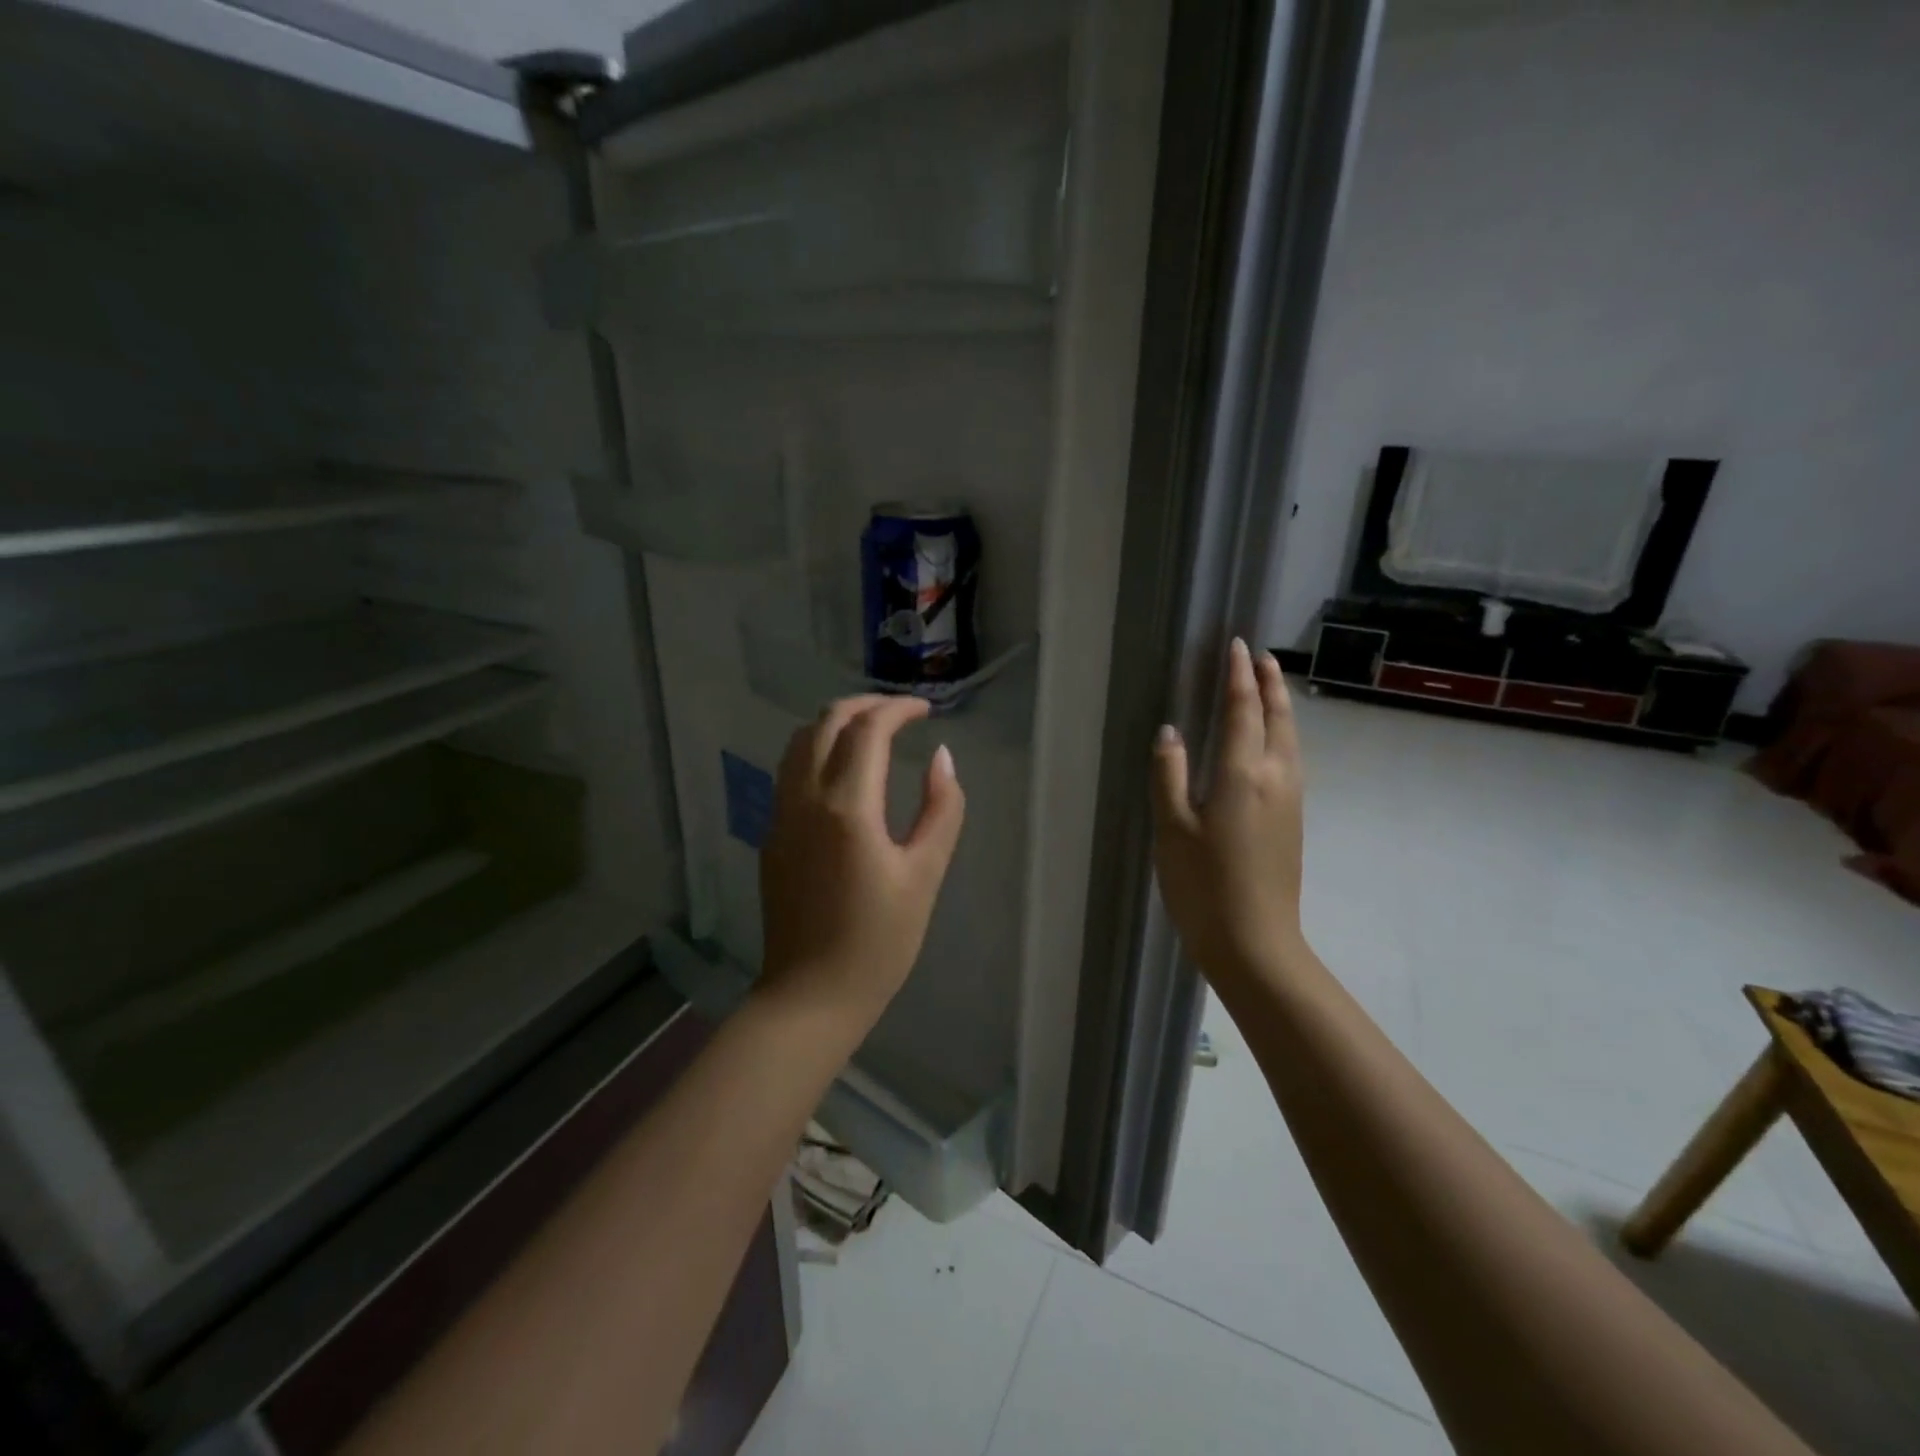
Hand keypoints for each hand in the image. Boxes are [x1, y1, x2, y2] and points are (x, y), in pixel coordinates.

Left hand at [758, 694, 966, 1024]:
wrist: (811, 996)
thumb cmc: (879, 942)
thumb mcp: (924, 875)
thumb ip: (941, 810)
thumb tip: (942, 758)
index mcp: (847, 807)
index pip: (868, 729)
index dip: (898, 708)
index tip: (926, 710)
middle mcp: (805, 799)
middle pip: (825, 723)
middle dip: (864, 705)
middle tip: (900, 712)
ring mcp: (781, 817)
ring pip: (799, 743)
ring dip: (835, 724)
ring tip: (872, 732)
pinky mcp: (772, 836)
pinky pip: (790, 772)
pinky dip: (817, 750)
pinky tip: (843, 771)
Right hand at [1151, 639, 1307, 992]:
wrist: (1255, 943)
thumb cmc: (1204, 885)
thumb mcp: (1172, 829)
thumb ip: (1170, 775)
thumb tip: (1170, 731)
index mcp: (1244, 774)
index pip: (1243, 711)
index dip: (1238, 677)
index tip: (1236, 646)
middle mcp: (1276, 778)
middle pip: (1279, 718)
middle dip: (1270, 684)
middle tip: (1260, 657)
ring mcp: (1291, 801)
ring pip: (1292, 739)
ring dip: (1280, 707)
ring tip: (1269, 688)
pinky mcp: (1293, 821)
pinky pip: (1292, 759)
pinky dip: (1283, 734)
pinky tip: (1272, 743)